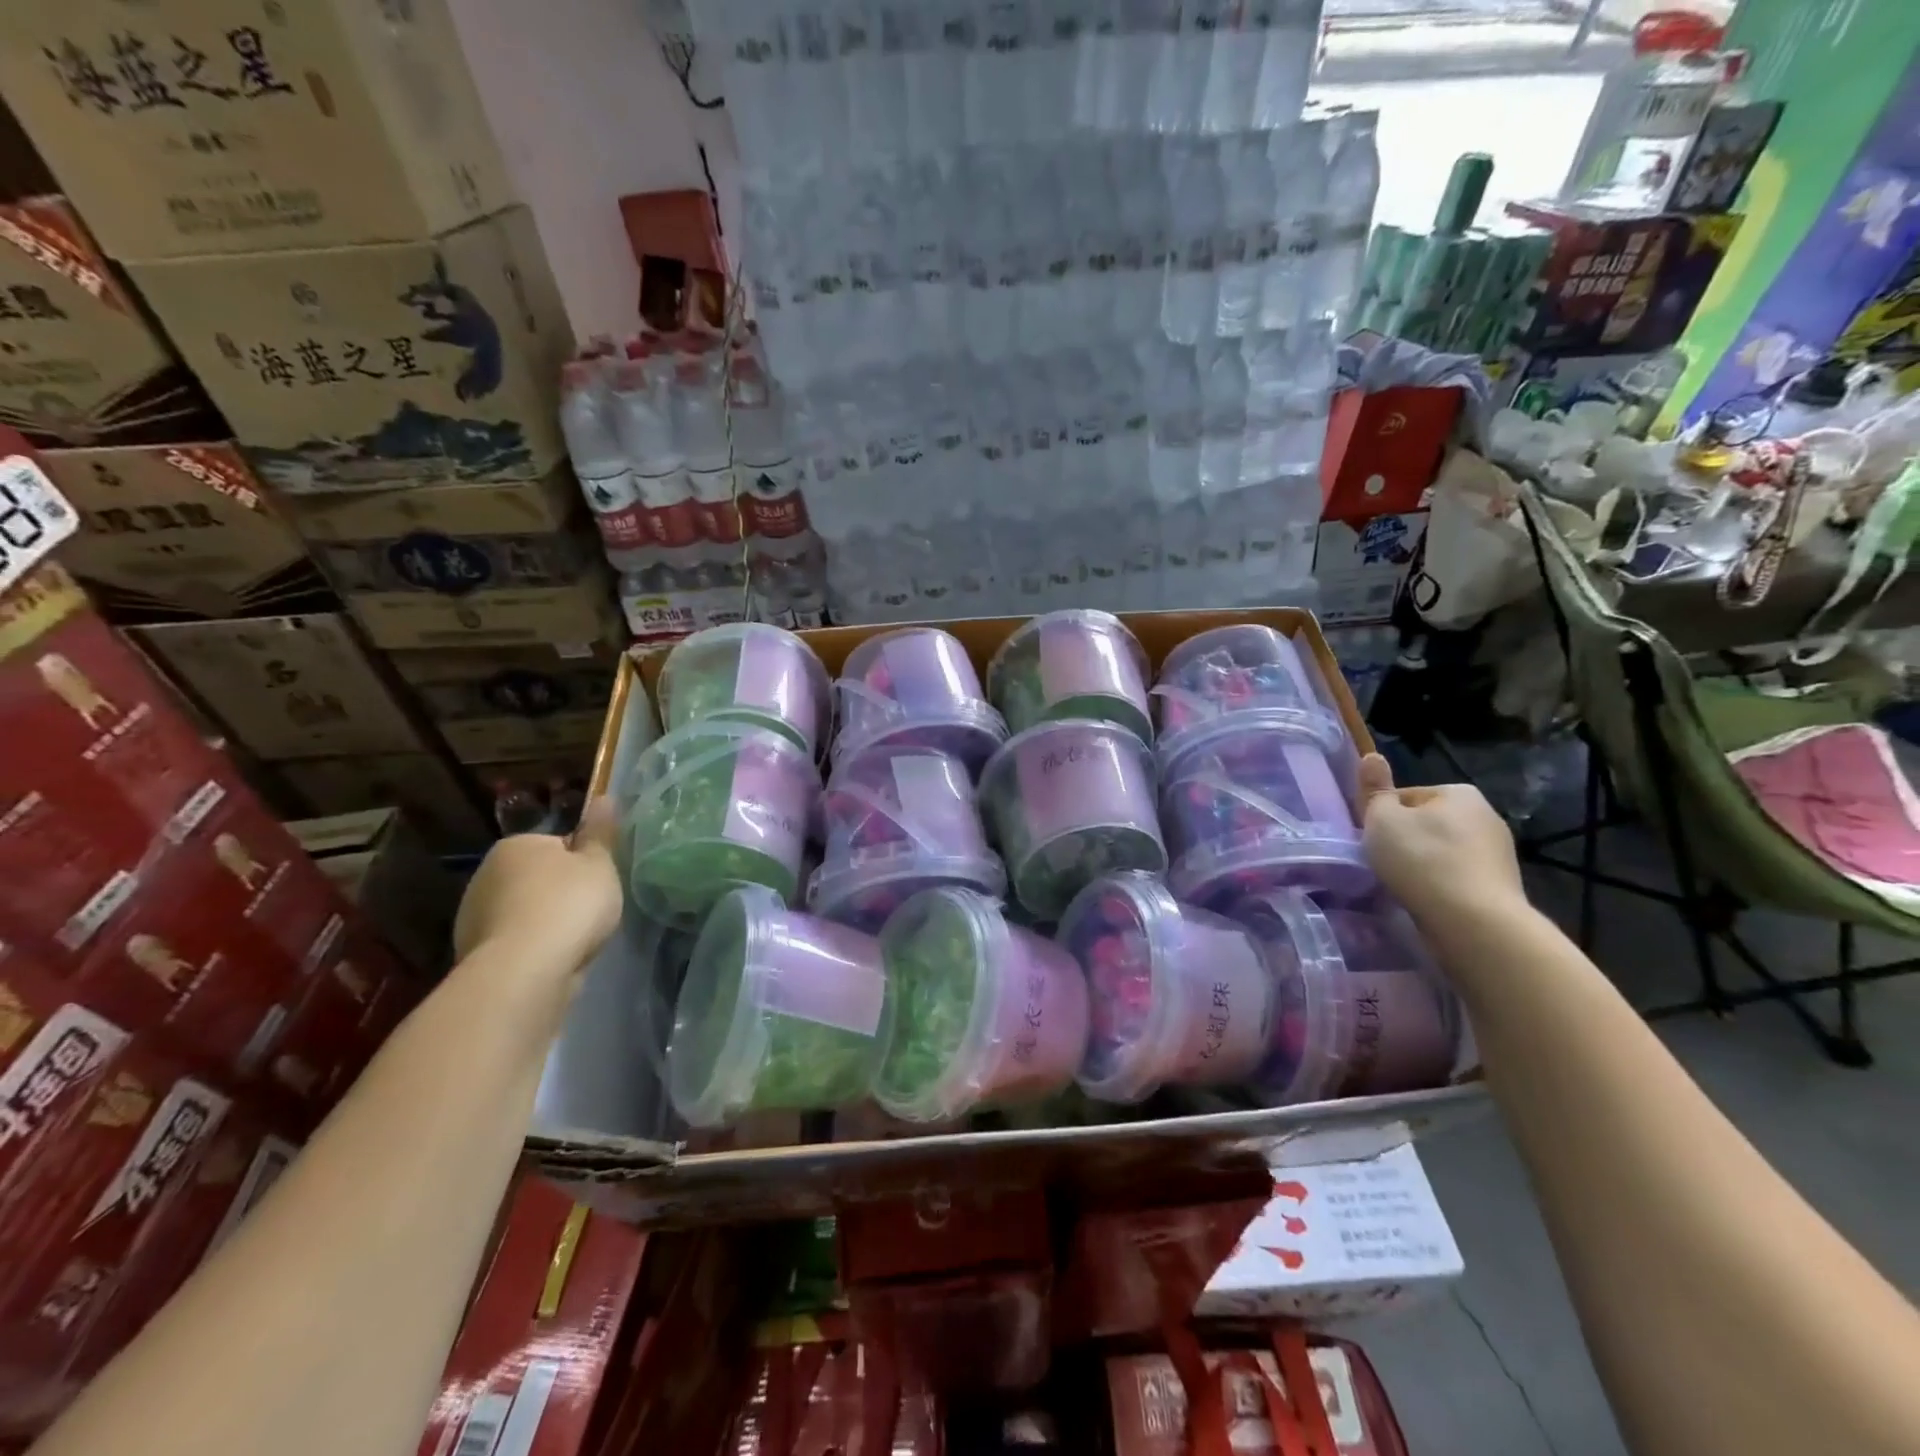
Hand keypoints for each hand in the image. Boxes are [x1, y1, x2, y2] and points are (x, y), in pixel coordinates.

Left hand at [452, 796, 622, 975]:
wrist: (525, 970)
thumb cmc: (568, 904)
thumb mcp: (599, 863)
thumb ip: (601, 832)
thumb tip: (604, 797)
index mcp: (516, 845)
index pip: (556, 845)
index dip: (582, 862)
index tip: (598, 882)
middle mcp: (486, 874)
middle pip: (536, 878)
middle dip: (560, 892)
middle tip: (590, 910)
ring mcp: (474, 916)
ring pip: (523, 911)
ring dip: (543, 921)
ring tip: (572, 940)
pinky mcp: (473, 952)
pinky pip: (514, 941)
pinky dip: (531, 947)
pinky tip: (551, 959)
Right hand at [1358, 754, 1525, 934]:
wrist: (1475, 923)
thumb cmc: (1422, 861)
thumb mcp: (1383, 820)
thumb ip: (1374, 790)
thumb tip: (1371, 756)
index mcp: (1460, 793)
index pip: (1405, 797)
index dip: (1382, 818)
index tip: (1372, 840)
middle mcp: (1486, 816)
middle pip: (1425, 824)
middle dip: (1405, 841)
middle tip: (1384, 863)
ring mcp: (1499, 853)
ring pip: (1441, 852)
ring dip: (1422, 865)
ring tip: (1404, 886)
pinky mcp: (1501, 886)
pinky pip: (1457, 877)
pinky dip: (1440, 886)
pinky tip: (1427, 901)